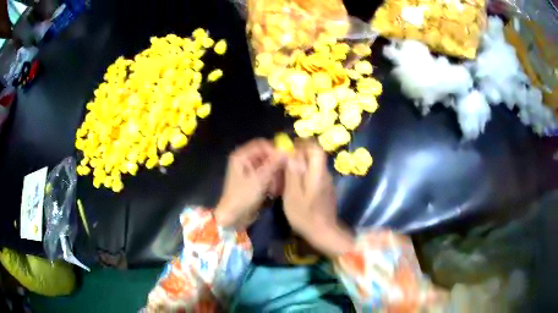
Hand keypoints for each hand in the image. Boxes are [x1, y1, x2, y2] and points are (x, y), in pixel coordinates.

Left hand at [214, 139, 285, 228]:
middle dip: (275, 165)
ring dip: (274, 175)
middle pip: (265, 155)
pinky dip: (271, 181)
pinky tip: (274, 191)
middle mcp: (244, 160)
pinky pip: (266, 175)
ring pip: (267, 166)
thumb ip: (273, 164)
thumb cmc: (243, 196)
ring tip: (277, 187)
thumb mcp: (259, 180)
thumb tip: (287, 151)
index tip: (286, 160)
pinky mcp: (253, 180)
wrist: (233, 217)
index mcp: (241, 156)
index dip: (274, 150)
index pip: (261, 144)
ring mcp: (248, 171)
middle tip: (284, 174)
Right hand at [282, 141, 353, 256]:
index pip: (316, 149)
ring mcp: (327, 183)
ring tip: (286, 176)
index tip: (290, 148)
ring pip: (314, 166)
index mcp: (317, 173)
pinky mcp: (326, 190)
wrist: (323, 232)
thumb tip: (290, 153)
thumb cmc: (305, 215)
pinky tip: (295, 187)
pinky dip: (304, 176)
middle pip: (315, 156)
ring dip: (301, 166)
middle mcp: (325, 174)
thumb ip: (292, 173)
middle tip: (284, 164)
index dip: (304, 144)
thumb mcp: (293, 195)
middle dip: (300, 155)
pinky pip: (314, 176)